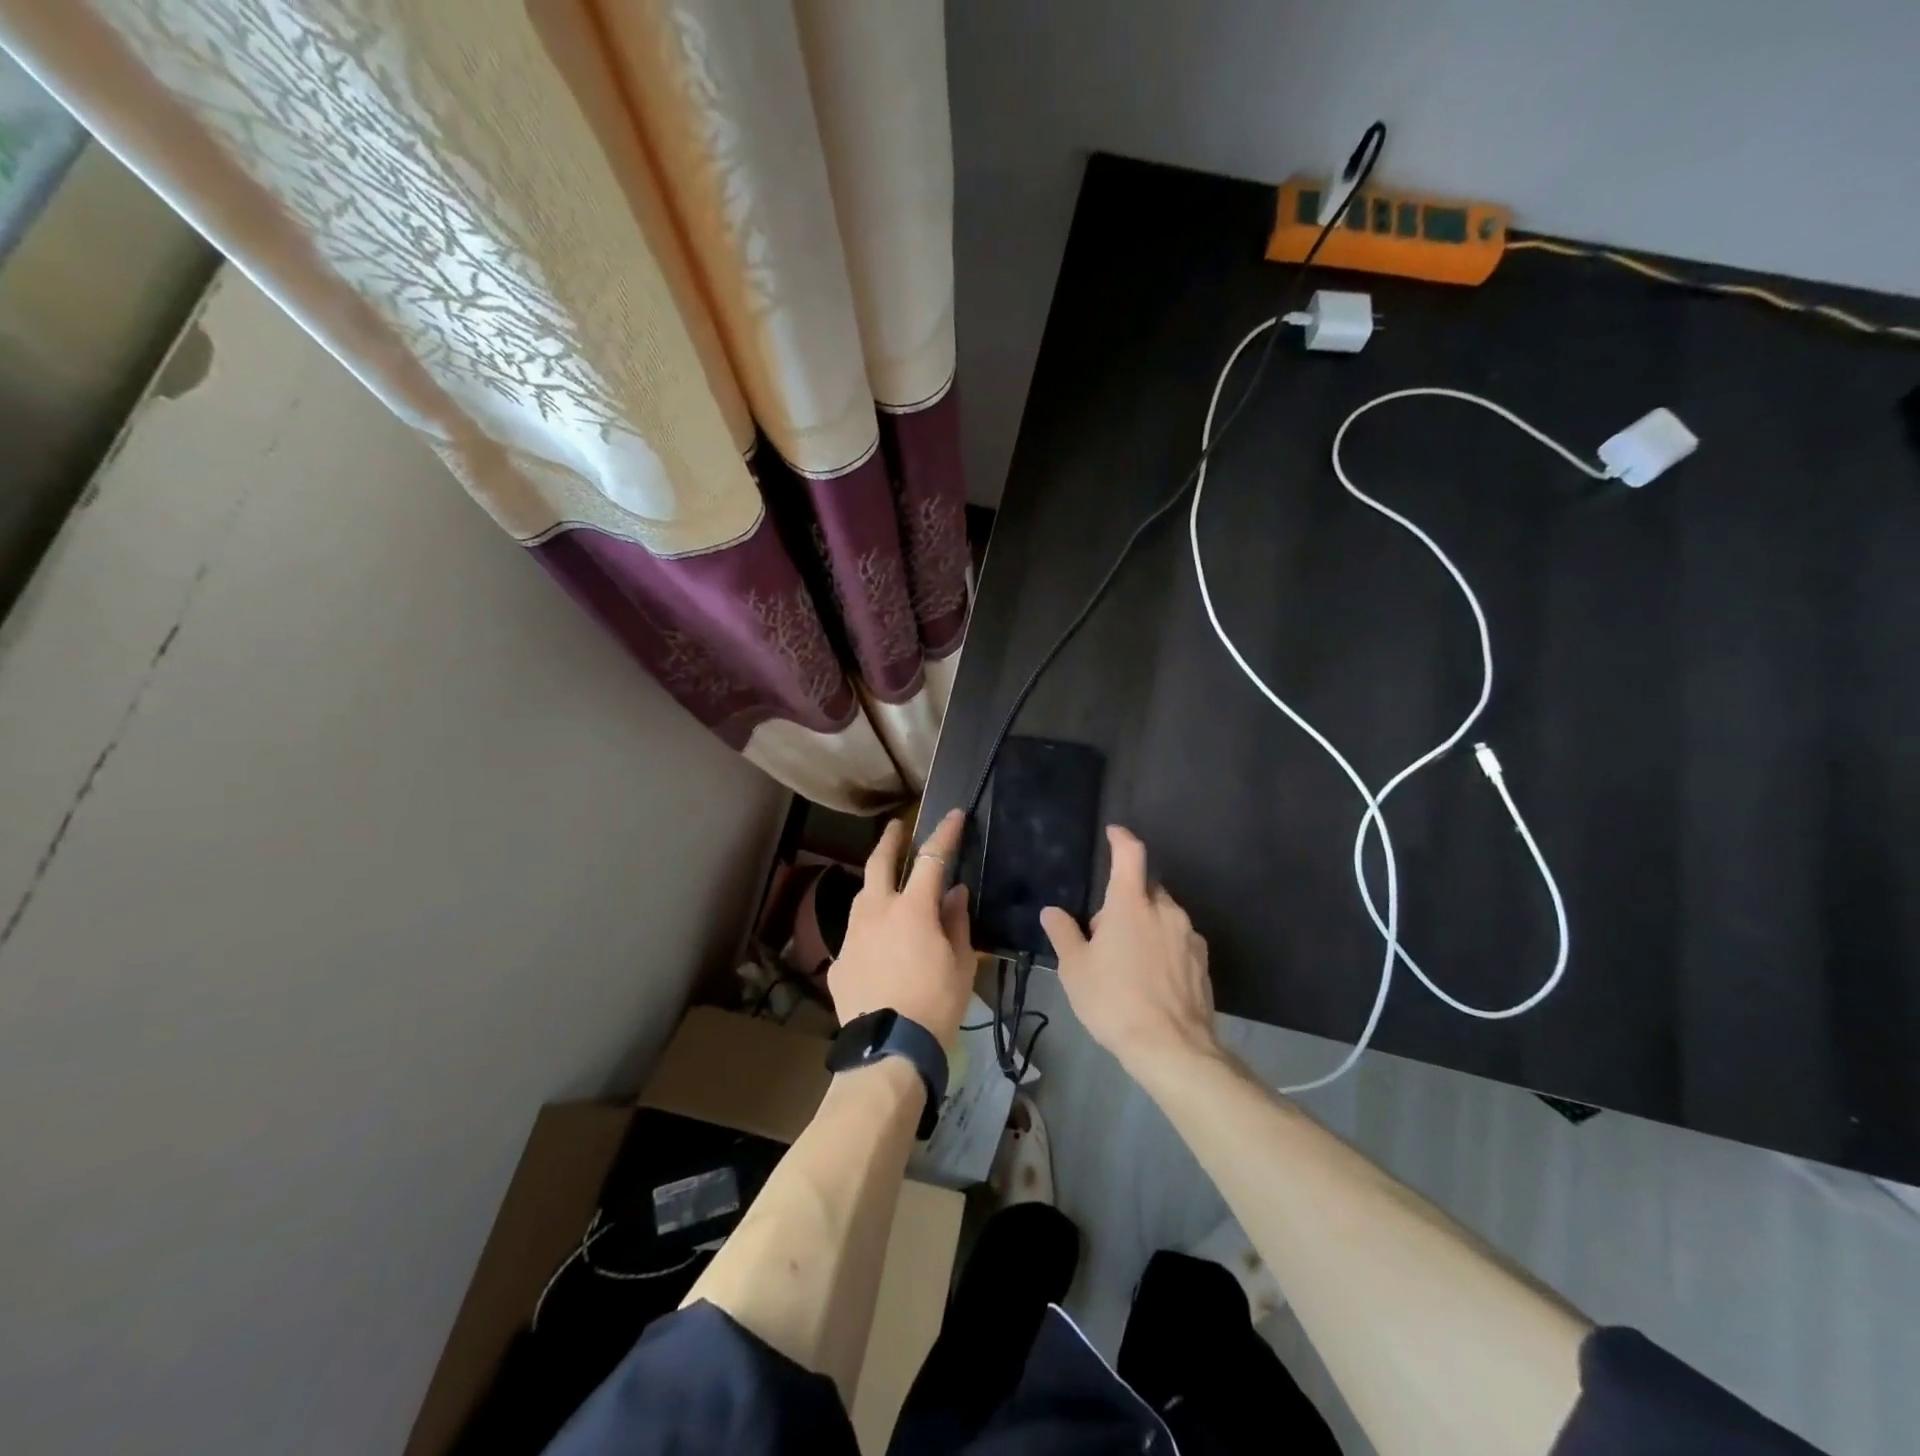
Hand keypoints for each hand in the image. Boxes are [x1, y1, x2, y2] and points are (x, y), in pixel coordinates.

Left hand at [828, 808, 974, 1049]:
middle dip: (890, 840)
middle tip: (897, 826)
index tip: (953, 815)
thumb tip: (955, 893)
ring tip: (886, 886)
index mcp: (912, 909)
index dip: (944, 834)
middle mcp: (877, 912)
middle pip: (879, 863)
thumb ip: (957, 922)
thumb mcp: (960, 963)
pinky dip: (870, 931)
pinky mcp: (840, 961)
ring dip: (876, 885)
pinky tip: (878, 947)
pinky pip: (857, 935)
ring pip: (862, 897)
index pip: (931, 859)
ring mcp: (853, 935)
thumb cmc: (935, 1004)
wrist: (889, 1049)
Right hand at [1041, 825, 1220, 1079]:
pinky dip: (1163, 947)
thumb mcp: (1075, 969)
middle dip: (1127, 899)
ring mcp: (1189, 936)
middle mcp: (1165, 911)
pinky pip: (1178, 941)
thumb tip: (1052, 911)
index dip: (1121, 838)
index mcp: (1132, 904)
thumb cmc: (1114, 1001)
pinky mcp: (1203, 962)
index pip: (1130, 854)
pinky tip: (1151, 978)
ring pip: (1163, 916)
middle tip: (1105, 932)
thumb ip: (1064, 933)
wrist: (1172, 1048)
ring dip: (1146, 925)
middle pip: (1146, 889)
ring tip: (1128, 961)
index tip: (1114, 832)